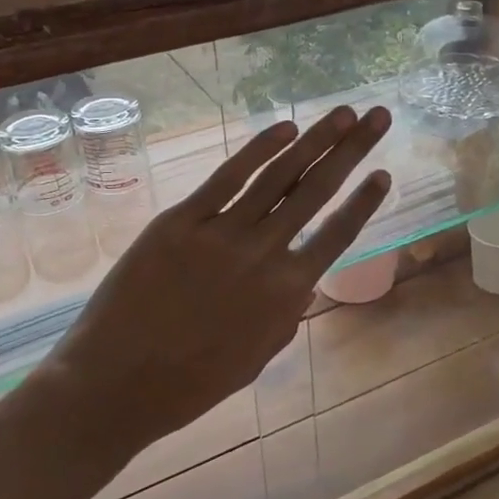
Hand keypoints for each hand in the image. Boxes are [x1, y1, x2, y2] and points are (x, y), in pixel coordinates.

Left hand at [33, 105, 391, 461]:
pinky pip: (226, 178)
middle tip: (378, 116)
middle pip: (317, 192)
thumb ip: (285, 315)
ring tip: (342, 112)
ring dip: (314, 140)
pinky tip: (283, 129)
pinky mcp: (181, 221)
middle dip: (352, 150)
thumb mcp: (255, 357)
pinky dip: (257, 151)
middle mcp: (264, 255)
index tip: (384, 172)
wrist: (115, 385)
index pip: (337, 235)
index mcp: (286, 294)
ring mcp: (222, 232)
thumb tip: (301, 281)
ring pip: (279, 177)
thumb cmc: (188, 384)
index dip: (364, 201)